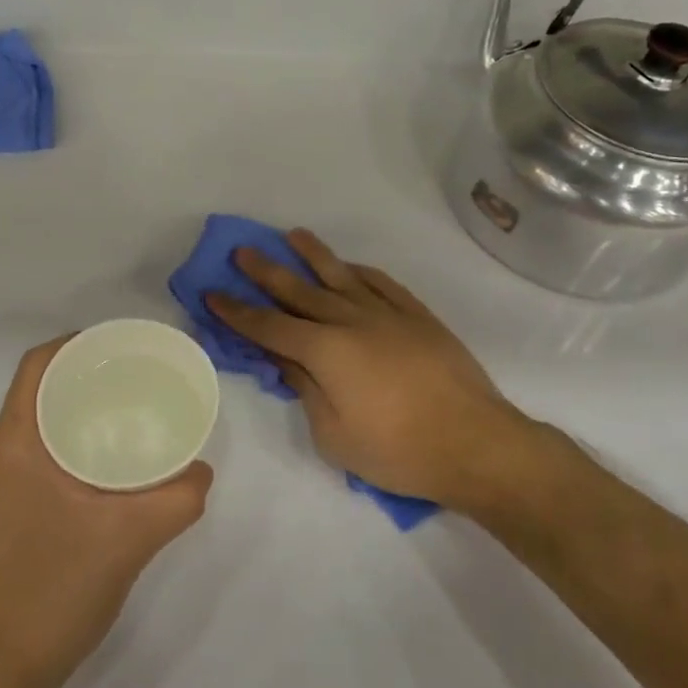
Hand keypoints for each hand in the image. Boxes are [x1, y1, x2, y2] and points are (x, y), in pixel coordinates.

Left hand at [0, 336, 212, 687]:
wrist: (1, 671)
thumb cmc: (55, 590)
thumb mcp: (131, 538)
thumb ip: (178, 498)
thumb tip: (202, 470)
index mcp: (12, 446)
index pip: (36, 367)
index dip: (75, 344)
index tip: (120, 345)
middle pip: (38, 392)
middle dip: (84, 377)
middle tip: (136, 377)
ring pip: (37, 427)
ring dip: (77, 412)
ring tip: (128, 413)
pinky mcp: (3, 515)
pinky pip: (37, 457)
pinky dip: (70, 445)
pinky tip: (109, 465)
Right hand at [206, 229, 550, 512]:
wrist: (476, 444)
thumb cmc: (397, 450)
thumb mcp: (333, 434)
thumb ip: (305, 389)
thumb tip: (285, 359)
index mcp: (325, 351)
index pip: (268, 326)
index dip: (236, 311)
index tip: (212, 293)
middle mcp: (351, 320)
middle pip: (299, 291)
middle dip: (265, 271)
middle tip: (241, 251)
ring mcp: (388, 314)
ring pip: (341, 276)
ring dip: (312, 255)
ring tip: (292, 236)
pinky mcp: (418, 316)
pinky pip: (382, 283)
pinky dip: (359, 271)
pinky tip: (349, 266)